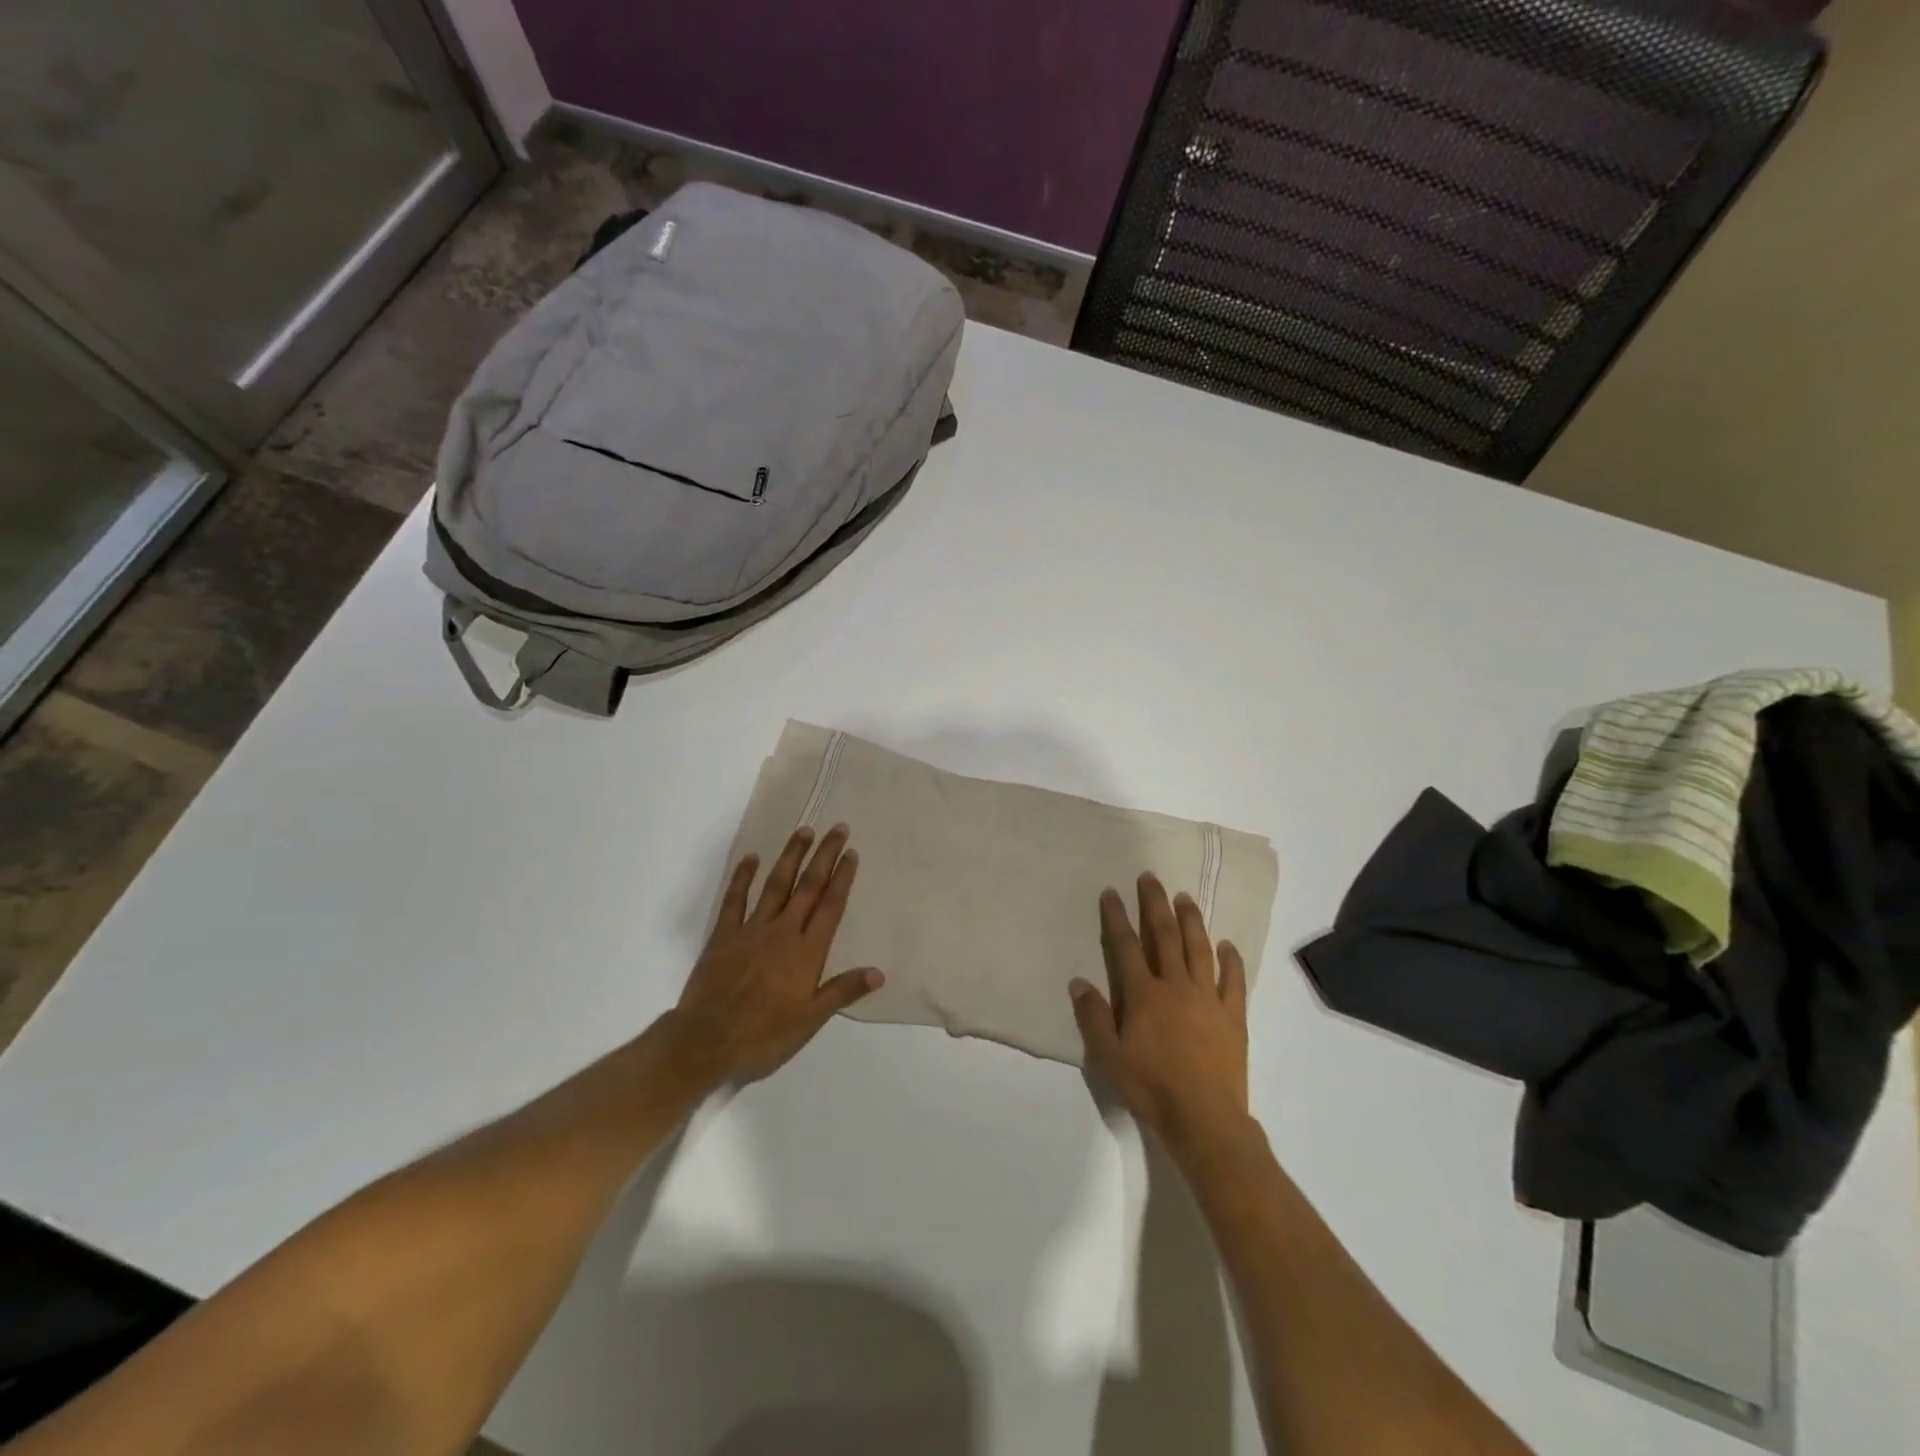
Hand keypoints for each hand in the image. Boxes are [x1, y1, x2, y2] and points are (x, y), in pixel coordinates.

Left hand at [666, 825, 882, 1085]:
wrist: (707, 1041)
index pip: (830, 906)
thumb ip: (843, 991)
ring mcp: (751, 929)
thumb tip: (879, 973)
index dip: (842, 877)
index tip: (851, 852)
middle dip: (824, 855)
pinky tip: (751, 858)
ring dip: (791, 856)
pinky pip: (735, 899)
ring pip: (776, 884)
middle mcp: (783, 931)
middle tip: (837, 828)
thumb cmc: (764, 1035)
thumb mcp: (811, 1020)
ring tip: (803, 831)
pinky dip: (743, 877)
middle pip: (808, 886)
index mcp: (807, 951)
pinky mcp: (724, 935)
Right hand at [1070, 873, 1250, 1154]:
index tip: (1111, 892)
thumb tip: (1078, 982)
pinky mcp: (1233, 1016)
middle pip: (1164, 936)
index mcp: (1144, 995)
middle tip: (1150, 878)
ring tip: (1185, 898)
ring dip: (1191, 921)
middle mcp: (1176, 986)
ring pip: (1199, 949)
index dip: (1117, 918)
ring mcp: (1208, 998)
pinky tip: (1227, 945)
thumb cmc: (1151, 1088)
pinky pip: (1233, 980)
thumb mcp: (1109, 1057)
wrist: (1204, 1118)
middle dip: (1155, 904)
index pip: (1126, 946)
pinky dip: (1231, 960)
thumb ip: (1094, 1017)